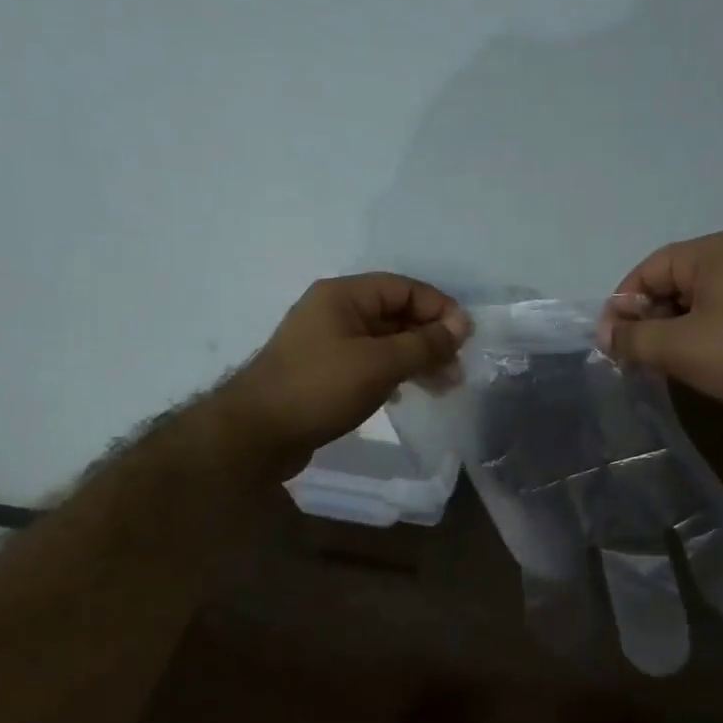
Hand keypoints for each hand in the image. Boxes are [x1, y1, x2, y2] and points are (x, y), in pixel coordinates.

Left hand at [217, 273, 466, 473]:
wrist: (257, 434)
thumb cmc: (320, 389)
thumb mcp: (379, 364)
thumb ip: (424, 344)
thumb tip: (461, 325)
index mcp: (343, 296)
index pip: (403, 288)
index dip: (439, 308)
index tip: (465, 337)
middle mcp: (334, 312)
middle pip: (395, 314)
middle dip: (430, 338)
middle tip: (457, 369)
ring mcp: (327, 343)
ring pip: (384, 342)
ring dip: (416, 359)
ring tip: (443, 386)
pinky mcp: (325, 372)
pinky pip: (369, 363)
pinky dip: (394, 373)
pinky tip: (408, 393)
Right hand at [597, 231, 722, 423]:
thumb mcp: (677, 347)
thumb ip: (633, 338)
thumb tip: (606, 336)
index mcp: (715, 251)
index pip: (650, 268)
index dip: (623, 303)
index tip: (611, 341)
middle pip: (673, 283)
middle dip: (647, 320)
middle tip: (633, 357)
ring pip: (697, 303)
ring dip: (672, 332)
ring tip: (659, 366)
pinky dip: (700, 337)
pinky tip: (694, 366)